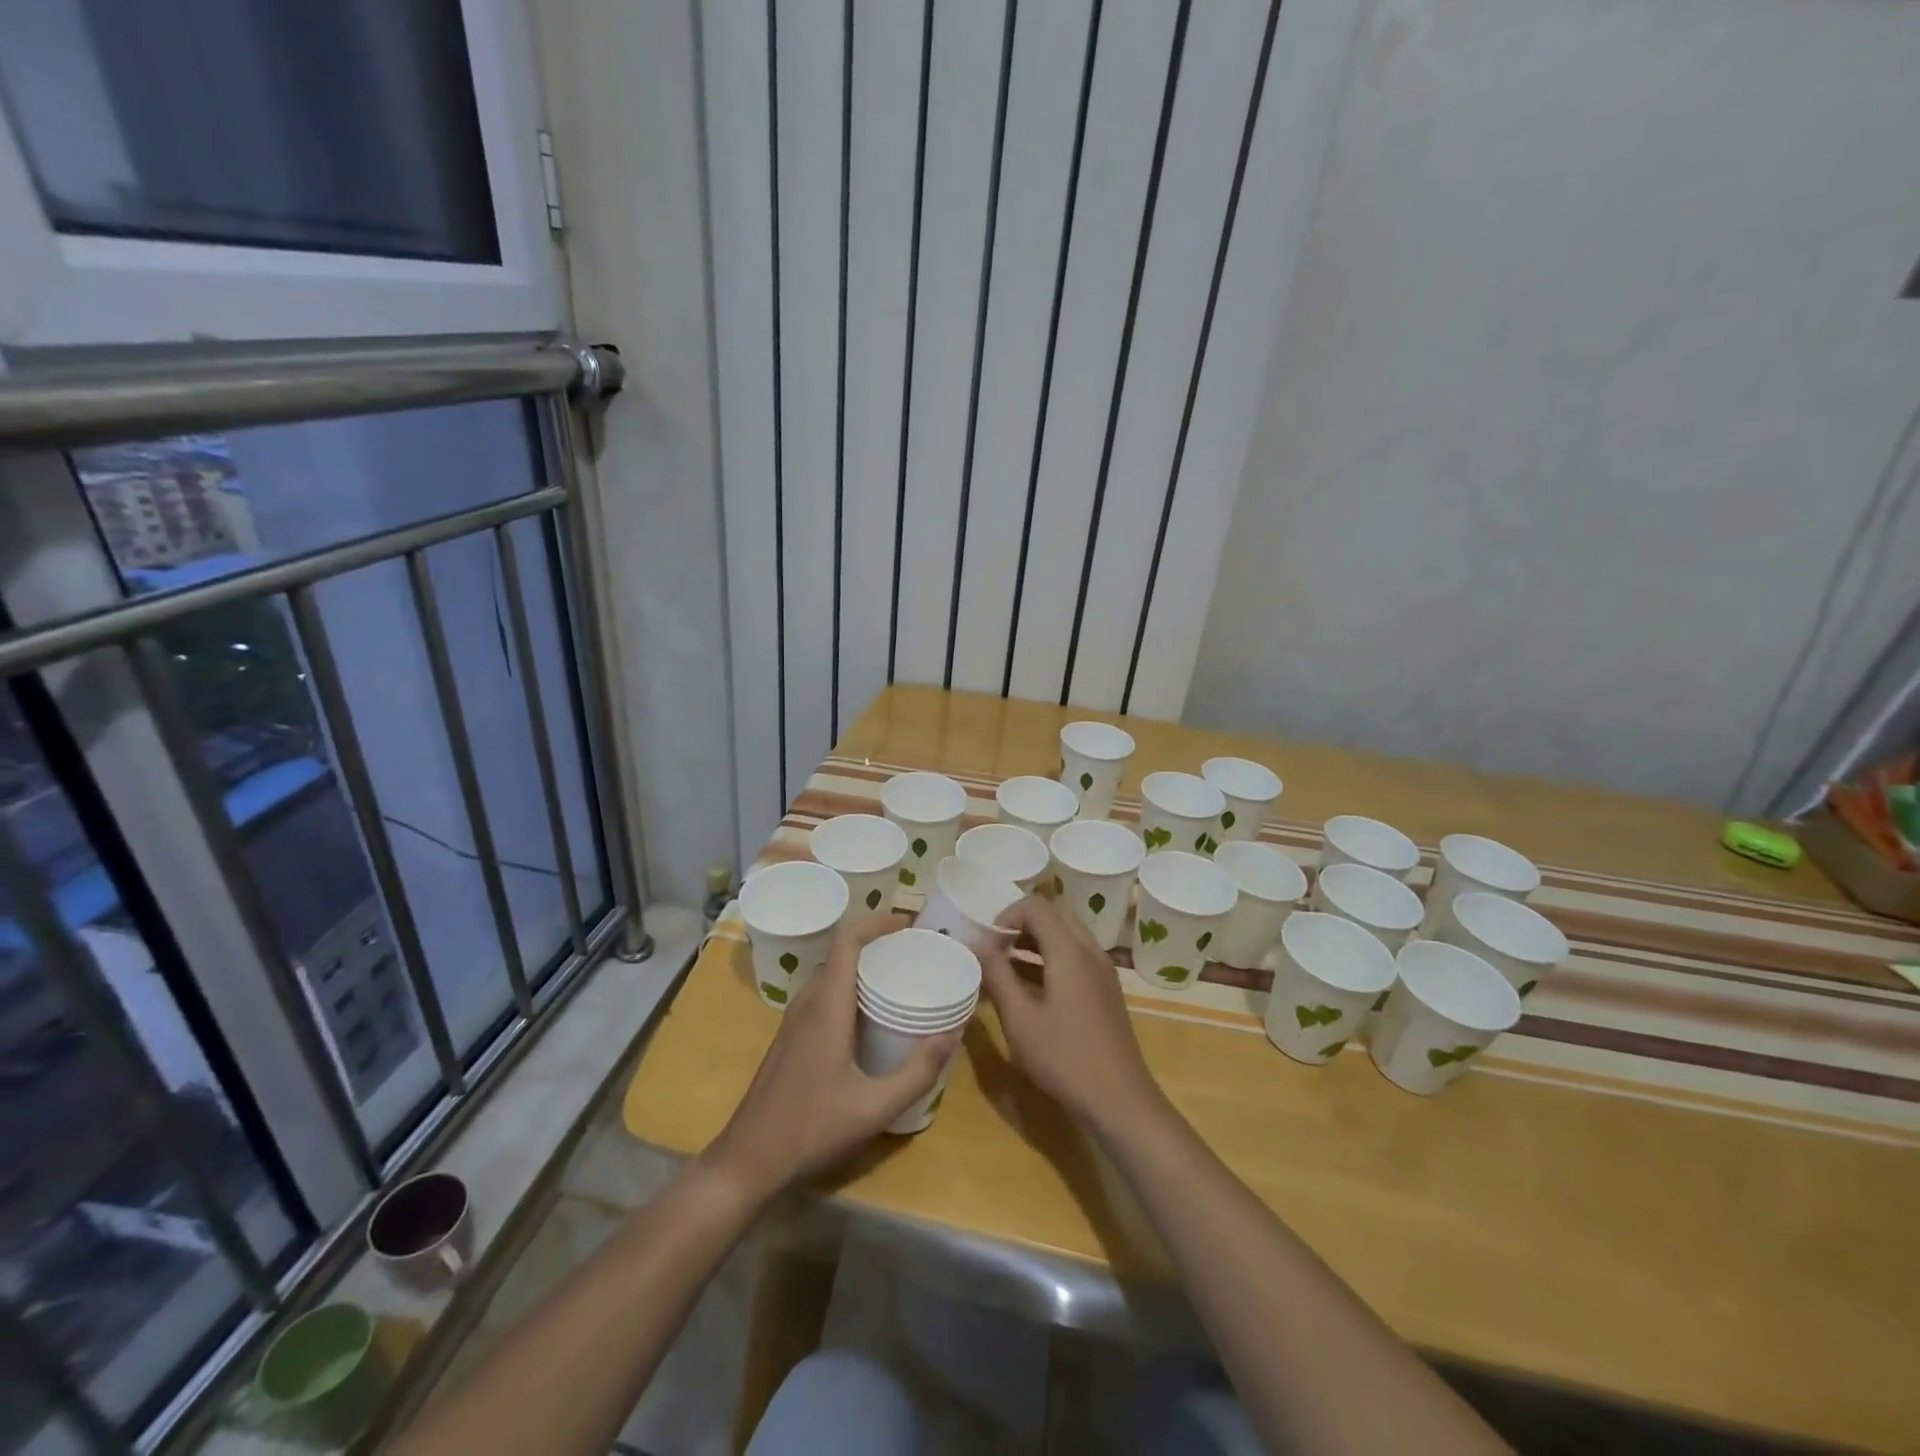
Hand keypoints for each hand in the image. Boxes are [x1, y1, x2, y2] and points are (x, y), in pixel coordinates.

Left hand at [704, 914, 955, 1199]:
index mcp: (826, 1008)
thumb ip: (916, 1073)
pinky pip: (821, 994)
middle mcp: (807, 1004)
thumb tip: (951, 1035)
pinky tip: (867, 1016)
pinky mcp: (790, 1038)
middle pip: (839, 953)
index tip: (908, 924)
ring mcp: (793, 1021)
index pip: (847, 942)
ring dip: (859, 964)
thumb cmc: (810, 1129)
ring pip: (829, 974)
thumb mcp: (873, 1108)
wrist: (748, 1159)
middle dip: (874, 942)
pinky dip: (847, 987)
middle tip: (911, 952)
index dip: (876, 922)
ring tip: (895, 977)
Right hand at [980, 896, 1166, 1132]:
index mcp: (1070, 951)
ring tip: (1005, 967)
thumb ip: (997, 975)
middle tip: (996, 949)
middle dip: (1021, 925)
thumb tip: (977, 943)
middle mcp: (1090, 951)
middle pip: (1054, 916)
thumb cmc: (1063, 1058)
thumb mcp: (1020, 1018)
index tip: (986, 942)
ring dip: (1036, 942)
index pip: (1036, 907)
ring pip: (1066, 937)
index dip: (1006, 915)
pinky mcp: (1106, 990)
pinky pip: (1076, 957)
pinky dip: (1051, 959)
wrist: (1119, 1100)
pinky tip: (1030, 988)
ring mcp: (1102, 971)